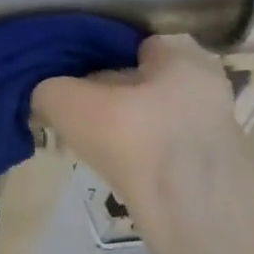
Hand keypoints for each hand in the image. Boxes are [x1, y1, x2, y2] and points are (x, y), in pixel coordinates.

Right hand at [32, 35, 244, 228]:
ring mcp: (210, 127)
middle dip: (107, 92)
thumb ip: (47, 90)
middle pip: (140, 80)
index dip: (96, 53)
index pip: (132, 42)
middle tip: (71, 110)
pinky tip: (110, 167)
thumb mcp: (68, 101)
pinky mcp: (206, 166)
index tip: (68, 73)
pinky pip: (159, 148)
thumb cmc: (133, 136)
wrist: (190, 210)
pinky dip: (136, 153)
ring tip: (84, 141)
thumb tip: (42, 97)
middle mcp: (204, 83)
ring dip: (120, 126)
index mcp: (181, 54)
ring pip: (148, 116)